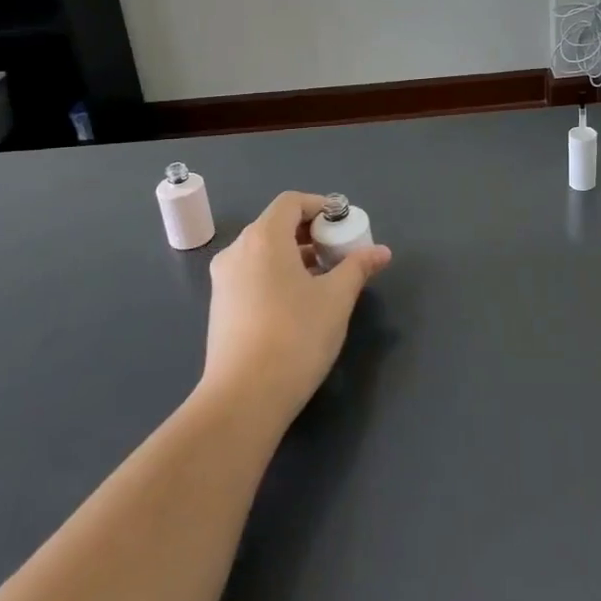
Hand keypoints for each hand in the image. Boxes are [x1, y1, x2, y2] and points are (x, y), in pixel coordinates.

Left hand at [202, 191, 391, 429]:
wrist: (244, 398)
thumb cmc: (295, 336)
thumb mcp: (336, 298)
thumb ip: (358, 267)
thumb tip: (381, 251)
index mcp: (263, 238)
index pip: (291, 202)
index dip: (320, 206)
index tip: (345, 224)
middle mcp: (237, 251)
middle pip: (276, 225)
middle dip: (311, 233)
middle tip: (340, 252)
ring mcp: (223, 280)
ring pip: (264, 252)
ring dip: (296, 255)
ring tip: (325, 278)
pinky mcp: (220, 307)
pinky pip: (253, 274)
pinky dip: (278, 274)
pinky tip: (300, 302)